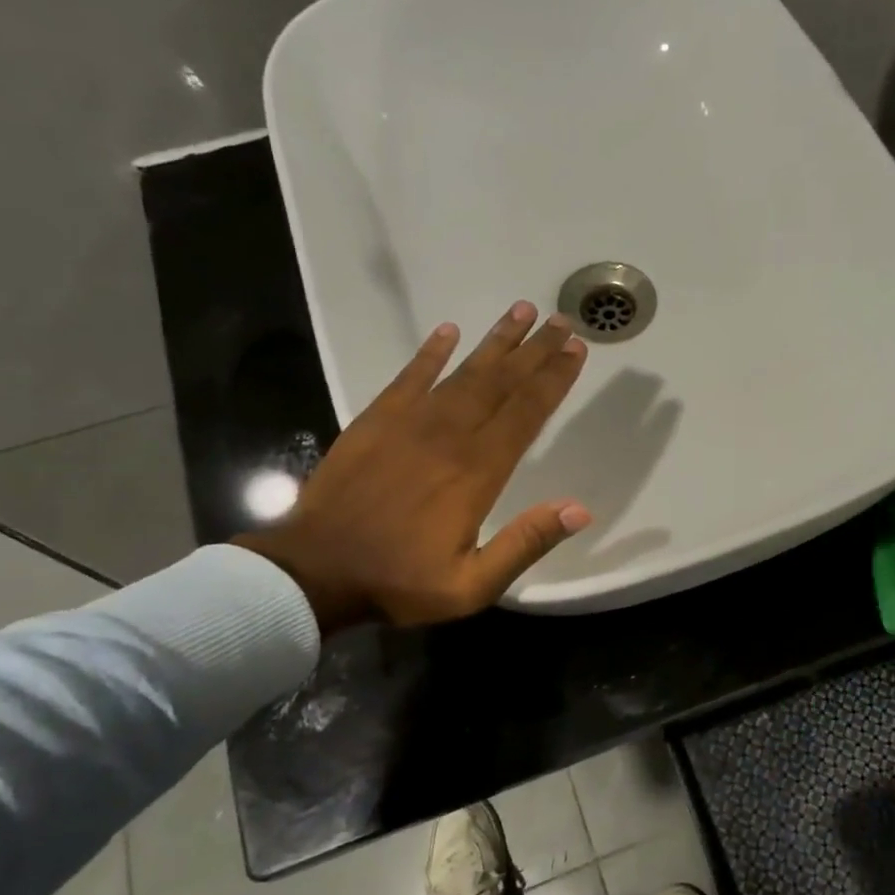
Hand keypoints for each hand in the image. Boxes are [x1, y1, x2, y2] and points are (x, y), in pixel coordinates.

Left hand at [235, 301, 591, 631]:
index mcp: (478, 472)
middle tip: (561, 321)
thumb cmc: (399, 581)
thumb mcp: (473, 584)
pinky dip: (430, 353)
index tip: (576, 351)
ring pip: (462, 372)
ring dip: (495, 342)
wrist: (314, 572)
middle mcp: (449, 436)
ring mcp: (409, 423)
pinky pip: (409, 377)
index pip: (526, 413)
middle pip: (500, 383)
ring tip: (521, 310)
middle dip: (535, 350)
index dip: (553, 379)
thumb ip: (526, 543)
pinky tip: (449, 332)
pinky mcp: (375, 422)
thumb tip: (579, 508)